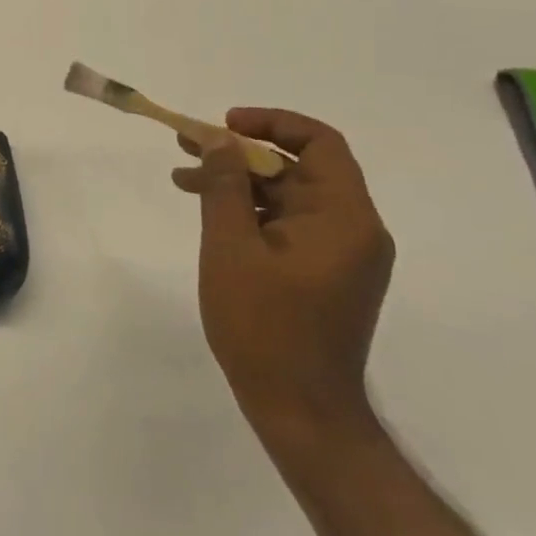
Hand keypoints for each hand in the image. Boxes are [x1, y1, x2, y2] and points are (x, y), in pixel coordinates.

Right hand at [173, 109, 393, 452]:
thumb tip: (219, 139)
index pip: (320, 143)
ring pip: (286, 195)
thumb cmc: (265, 327)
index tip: (224, 124)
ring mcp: (338, 254)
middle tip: (188, 144)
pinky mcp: (322, 273)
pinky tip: (207, 212)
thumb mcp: (232, 247)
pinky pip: (285, 223)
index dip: (272, 122)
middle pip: (298, 167)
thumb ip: (225, 186)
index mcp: (345, 218)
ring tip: (183, 177)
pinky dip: (248, 211)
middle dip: (240, 152)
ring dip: (237, 182)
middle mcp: (352, 229)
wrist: (301, 413)